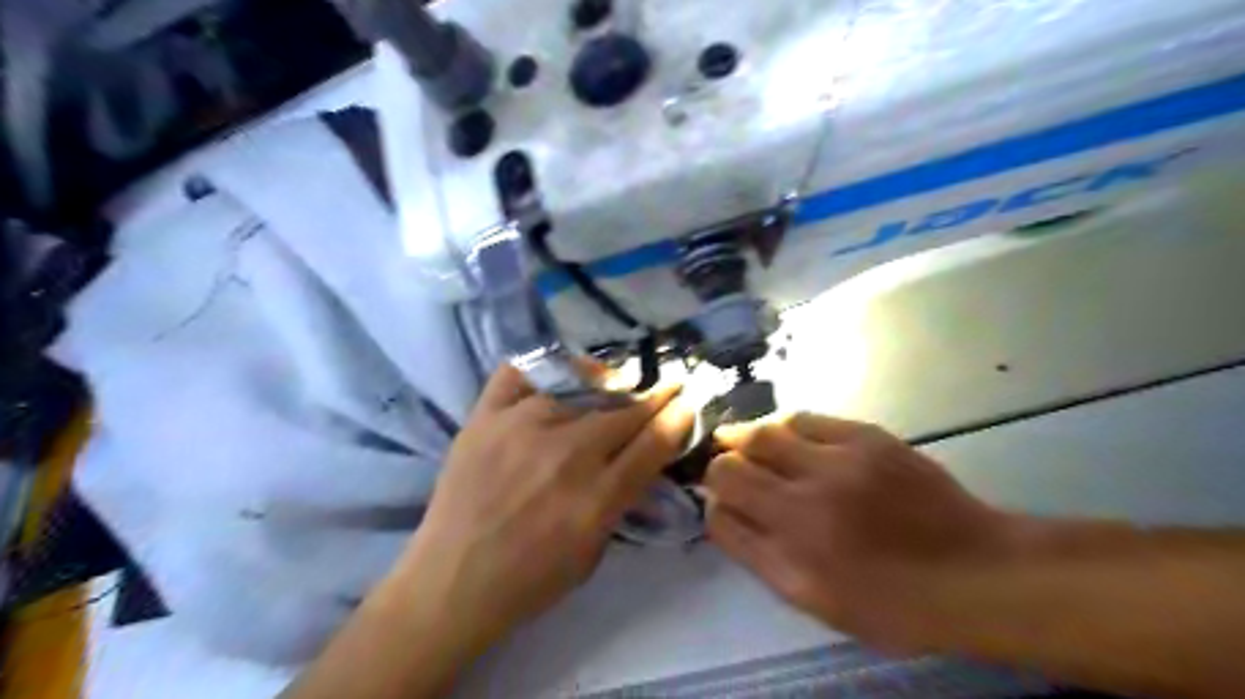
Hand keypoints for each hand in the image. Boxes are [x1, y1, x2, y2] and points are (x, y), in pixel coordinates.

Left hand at [387, 369, 696, 653]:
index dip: (678, 416)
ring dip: (605, 388)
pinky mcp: (485, 416)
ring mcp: (522, 427)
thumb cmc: (530, 580)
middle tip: (669, 383)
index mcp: (596, 497)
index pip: (654, 441)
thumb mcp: (594, 551)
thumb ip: (622, 500)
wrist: (450, 582)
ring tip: (613, 386)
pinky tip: (559, 377)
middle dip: (655, 395)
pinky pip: (521, 373)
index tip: (688, 400)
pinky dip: (544, 371)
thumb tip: (641, 457)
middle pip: (626, 411)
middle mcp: (566, 453)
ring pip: (580, 390)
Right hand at [705, 411, 1015, 651]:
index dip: (713, 506)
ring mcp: (838, 464)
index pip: (721, 515)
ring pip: (763, 435)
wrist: (974, 571)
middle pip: (731, 469)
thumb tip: (721, 514)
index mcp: (795, 554)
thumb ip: (760, 556)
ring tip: (745, 442)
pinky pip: (805, 419)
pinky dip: (784, 427)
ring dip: (745, 439)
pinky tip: (785, 435)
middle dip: (719, 469)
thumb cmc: (893, 602)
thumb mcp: (817, 601)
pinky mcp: (866, 437)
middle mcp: (807, 505)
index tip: (722, 504)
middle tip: (729, 471)